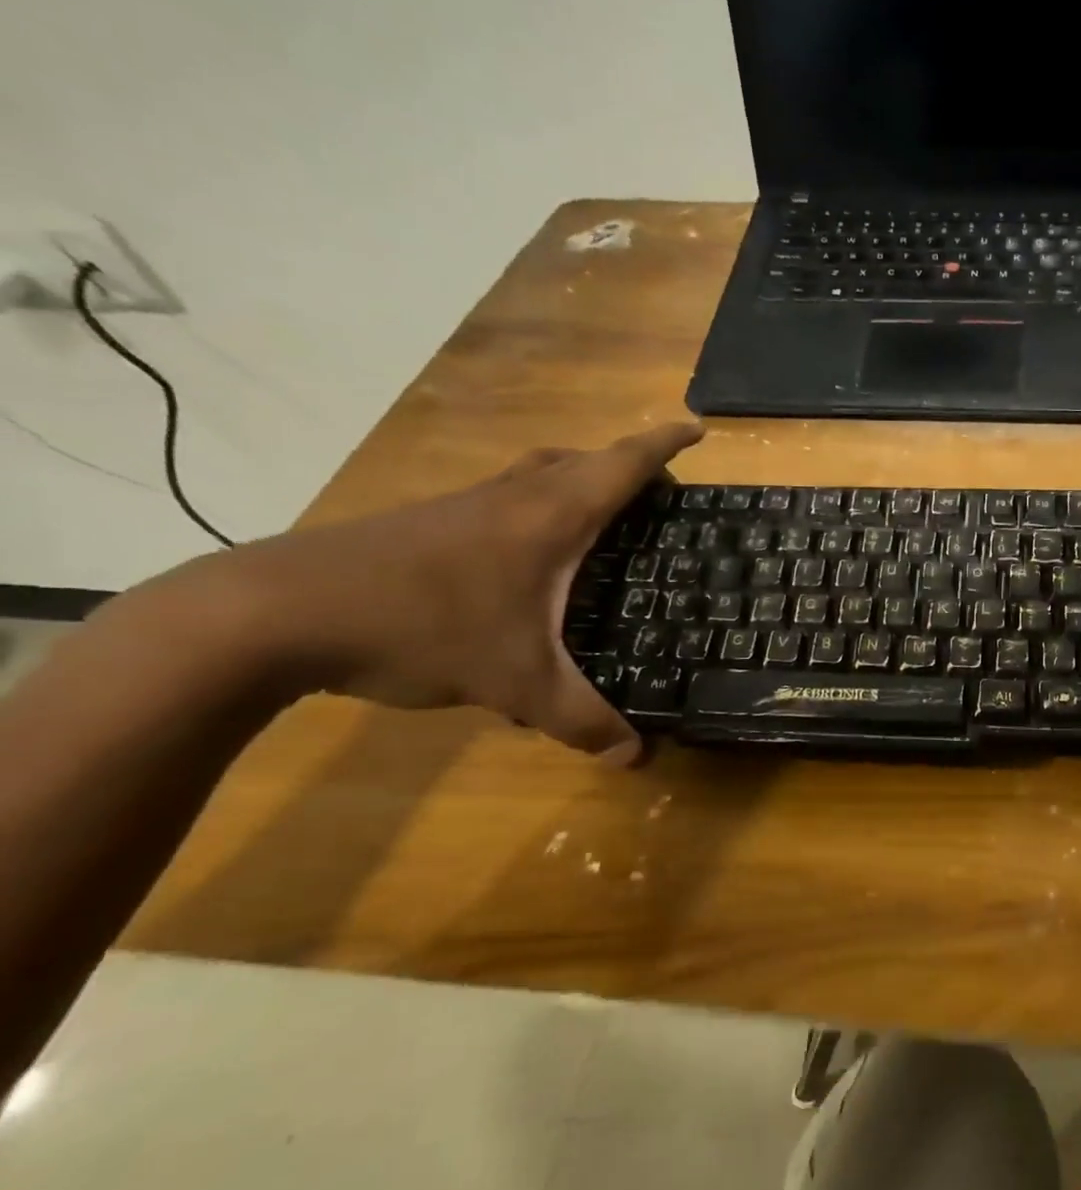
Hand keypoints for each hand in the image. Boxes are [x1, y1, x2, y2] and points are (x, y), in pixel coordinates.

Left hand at [200, 424, 704, 761]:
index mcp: (551, 517)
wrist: (276, 612)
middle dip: (627, 467)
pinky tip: (527, 564)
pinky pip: (504, 501)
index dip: (664, 445)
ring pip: (536, 475)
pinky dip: (536, 510)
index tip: (696, 431)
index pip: (622, 465)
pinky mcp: (427, 524)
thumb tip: (636, 758)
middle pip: (581, 460)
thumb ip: (582, 721)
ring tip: (602, 522)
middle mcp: (512, 497)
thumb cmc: (421, 627)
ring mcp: (464, 506)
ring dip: (577, 483)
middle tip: (657, 497)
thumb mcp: (516, 683)